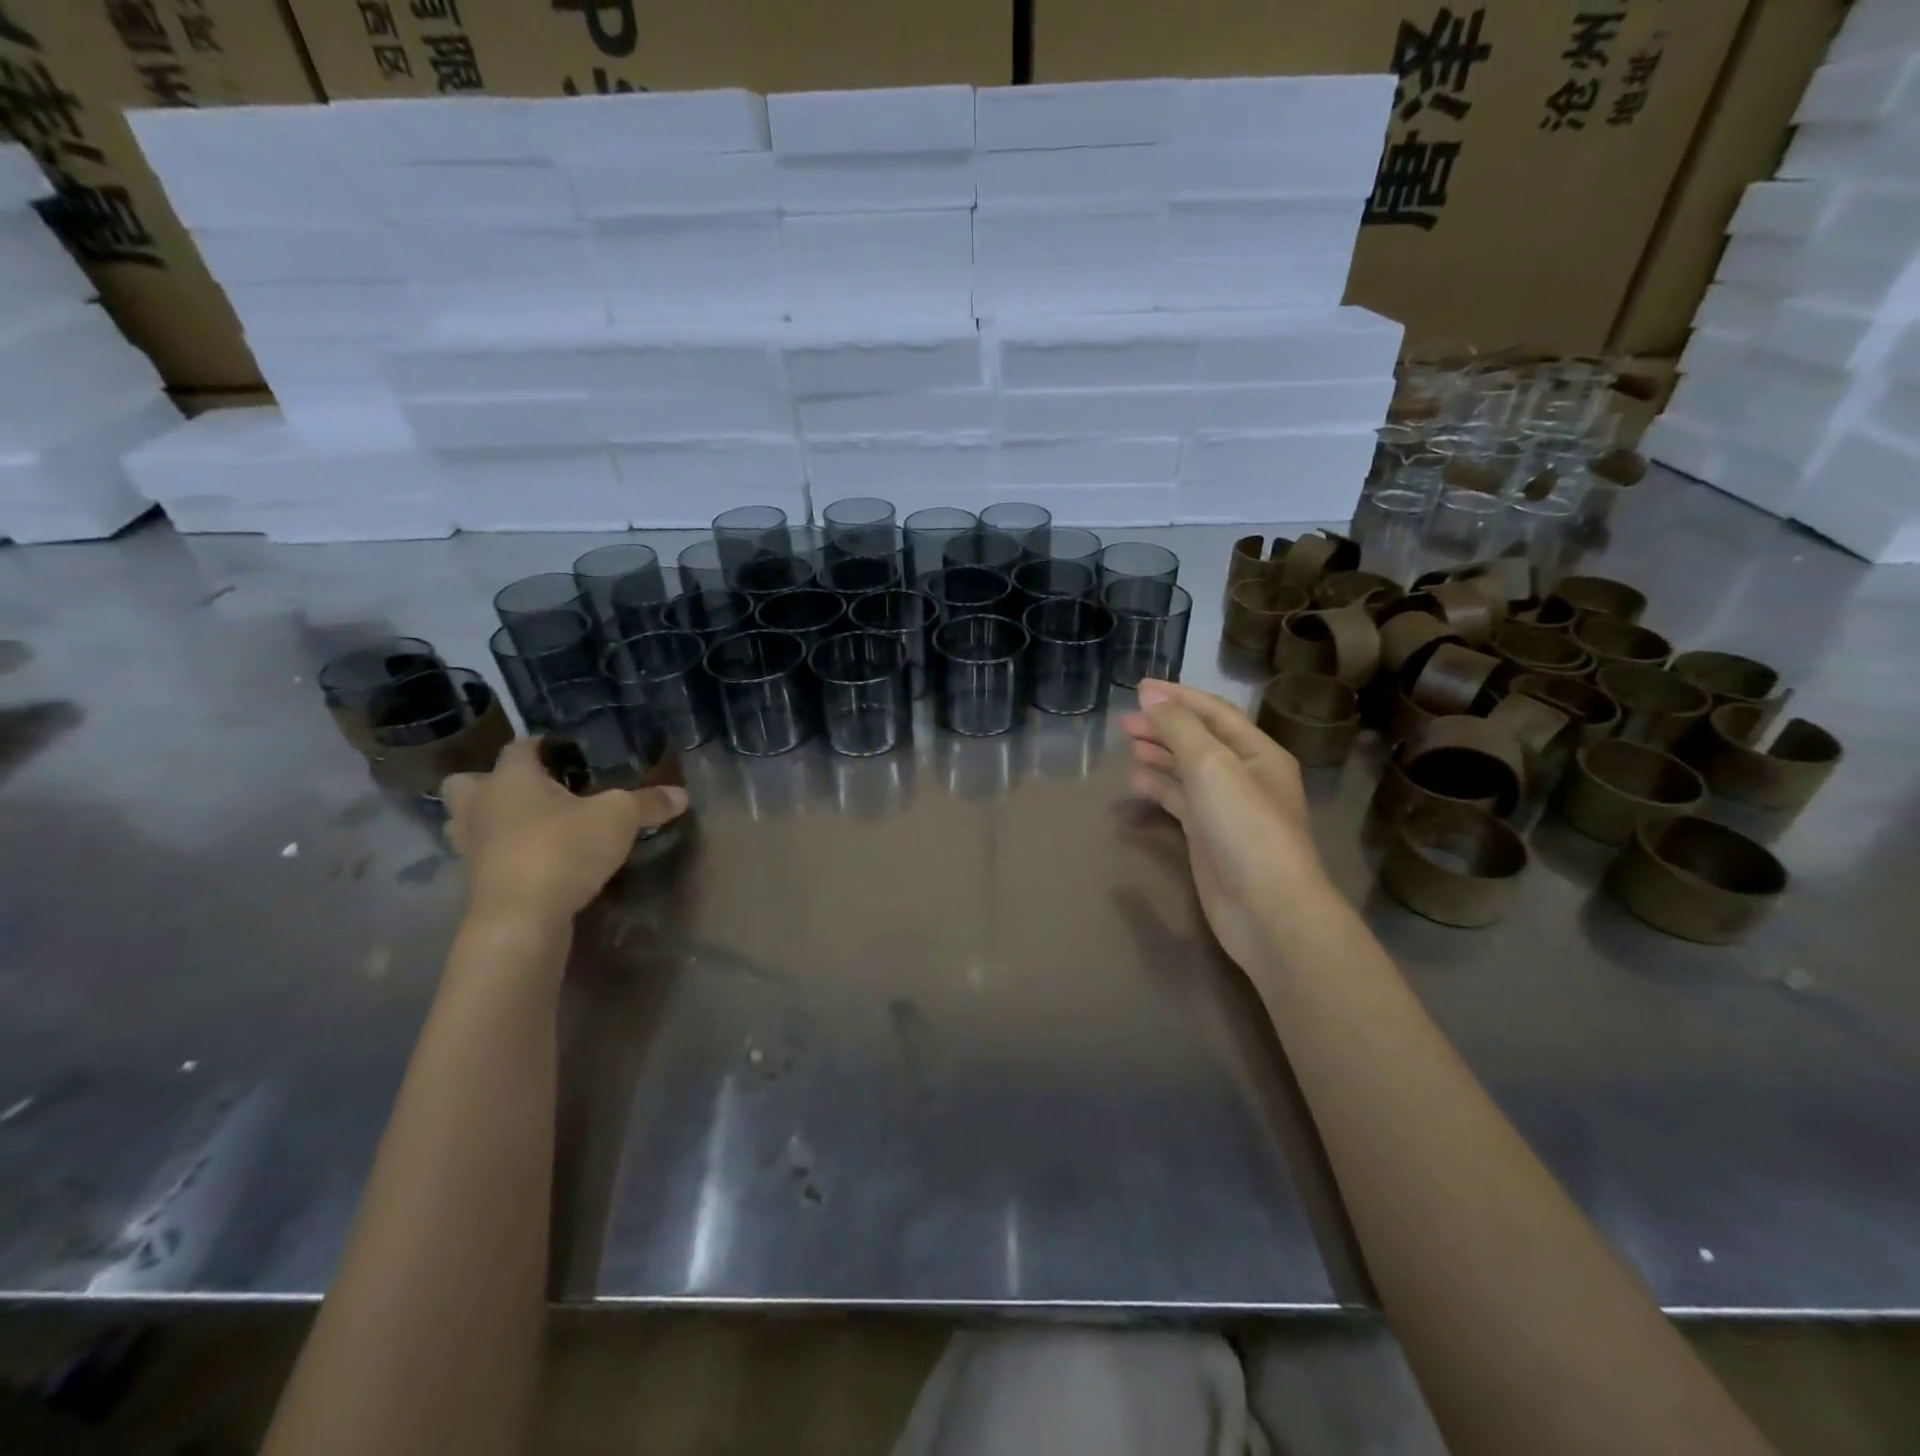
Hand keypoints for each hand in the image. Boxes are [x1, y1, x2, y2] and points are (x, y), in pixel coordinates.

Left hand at [442, 738, 689, 926]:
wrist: (521, 919)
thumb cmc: (564, 850)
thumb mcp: (619, 819)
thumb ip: (648, 803)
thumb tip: (682, 794)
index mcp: (511, 778)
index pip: (520, 746)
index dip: (543, 744)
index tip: (569, 752)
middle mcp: (481, 805)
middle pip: (466, 782)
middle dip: (492, 782)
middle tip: (532, 791)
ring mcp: (471, 846)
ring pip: (466, 821)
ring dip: (489, 820)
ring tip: (528, 825)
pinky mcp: (474, 881)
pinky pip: (483, 855)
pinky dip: (501, 854)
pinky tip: (533, 859)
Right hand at [1119, 680, 1326, 970]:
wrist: (1266, 908)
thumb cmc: (1244, 827)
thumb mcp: (1211, 765)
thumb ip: (1179, 728)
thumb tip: (1150, 694)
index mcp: (1258, 753)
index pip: (1214, 713)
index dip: (1177, 696)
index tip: (1138, 687)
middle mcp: (1246, 776)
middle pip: (1200, 740)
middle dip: (1163, 726)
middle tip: (1123, 722)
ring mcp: (1227, 809)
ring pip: (1188, 771)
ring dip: (1160, 755)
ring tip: (1128, 746)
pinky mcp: (1210, 838)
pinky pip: (1181, 801)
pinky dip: (1160, 788)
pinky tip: (1137, 782)